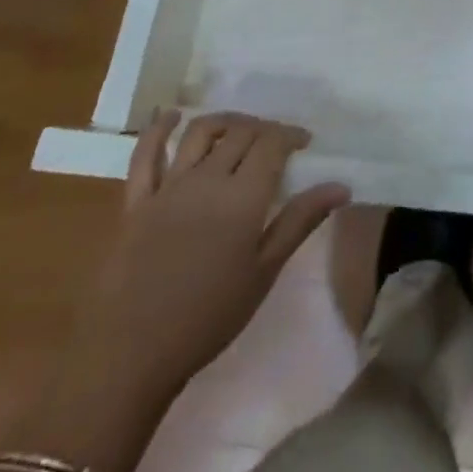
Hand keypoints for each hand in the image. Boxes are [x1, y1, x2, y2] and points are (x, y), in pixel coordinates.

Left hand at [87, 110, 350, 388]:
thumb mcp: (264, 273)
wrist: (131, 355)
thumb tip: (341, 186)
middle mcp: (207, 178)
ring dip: (225, 121)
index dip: (290, 134)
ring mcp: (168, 186)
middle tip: (276, 142)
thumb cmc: (207, 318)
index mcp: (242, 196)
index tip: (304, 142)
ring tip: (238, 128)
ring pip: (200, 132)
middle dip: (263, 128)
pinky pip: (145, 155)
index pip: (272, 144)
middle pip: (240, 133)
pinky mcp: (135, 201)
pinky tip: (170, 117)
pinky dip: (157, 129)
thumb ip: (300, 222)